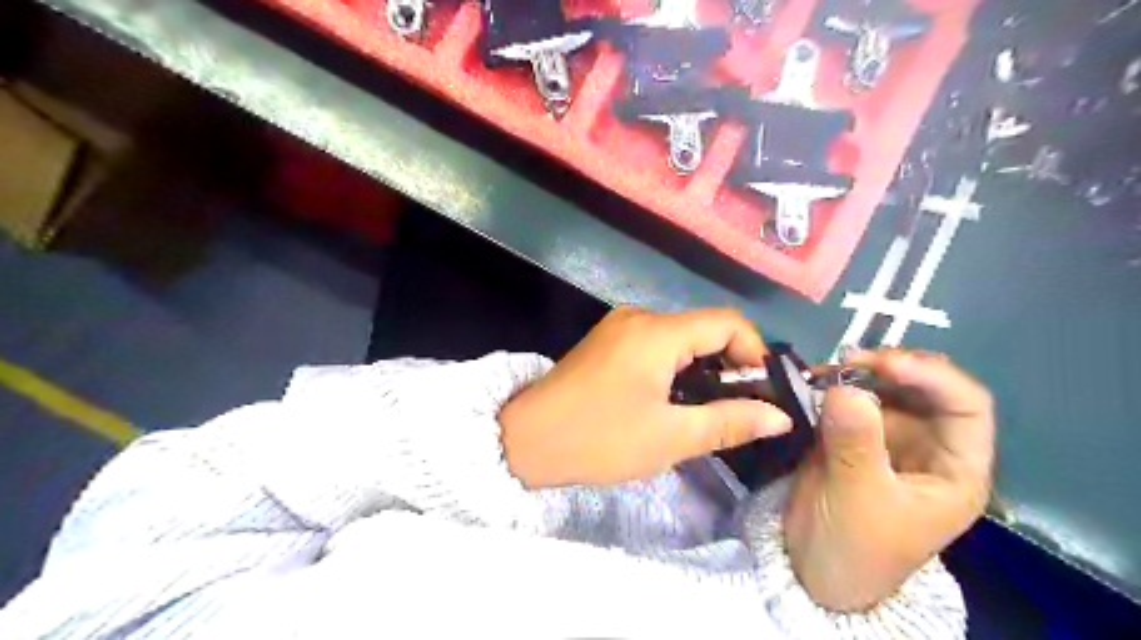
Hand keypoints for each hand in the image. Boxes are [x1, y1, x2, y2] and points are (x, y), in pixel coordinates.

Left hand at [499, 308, 795, 487]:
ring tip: (707, 411)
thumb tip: (780, 416)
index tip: (762, 393)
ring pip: (680, 338)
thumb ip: (730, 422)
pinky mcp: (607, 341)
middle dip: (730, 366)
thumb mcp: (670, 437)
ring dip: (702, 370)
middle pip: (704, 329)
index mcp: (657, 332)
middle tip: (739, 410)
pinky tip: (673, 400)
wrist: (525, 439)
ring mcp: (619, 326)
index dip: (754, 353)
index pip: (728, 322)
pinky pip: (656, 345)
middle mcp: (640, 317)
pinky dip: (675, 368)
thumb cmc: (598, 439)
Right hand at [780, 350, 995, 608]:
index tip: (883, 364)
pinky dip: (831, 386)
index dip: (933, 376)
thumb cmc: (853, 547)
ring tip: (821, 372)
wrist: (809, 570)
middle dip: (889, 368)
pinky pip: (848, 400)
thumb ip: (855, 443)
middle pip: (924, 389)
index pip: (966, 407)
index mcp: (955, 469)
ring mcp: (888, 439)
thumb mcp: (859, 499)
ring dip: (855, 374)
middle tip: (844, 360)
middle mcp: (927, 446)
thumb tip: (844, 387)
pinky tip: (811, 382)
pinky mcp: (852, 436)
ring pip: (884, 389)